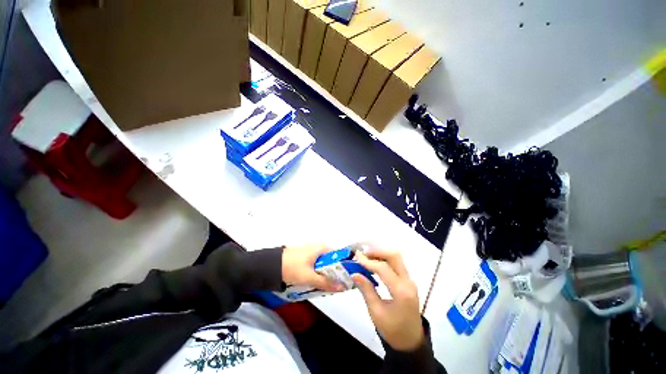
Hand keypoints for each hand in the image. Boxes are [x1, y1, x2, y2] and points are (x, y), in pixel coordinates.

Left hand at [282, 244, 342, 291]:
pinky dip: (317, 273)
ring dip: (325, 274)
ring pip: (323, 264)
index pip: (339, 256)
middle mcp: (319, 247)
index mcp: (322, 248)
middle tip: (335, 286)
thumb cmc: (293, 267)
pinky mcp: (305, 256)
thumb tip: (342, 287)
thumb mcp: (310, 277)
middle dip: (333, 273)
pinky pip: (316, 265)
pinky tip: (315, 282)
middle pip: (331, 261)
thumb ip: (326, 282)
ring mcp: (311, 251)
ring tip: (325, 286)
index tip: (345, 279)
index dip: (343, 267)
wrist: (272, 265)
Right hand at [352, 249, 423, 351]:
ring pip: (396, 258)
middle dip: (377, 251)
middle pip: (394, 256)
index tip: (356, 257)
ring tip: (366, 257)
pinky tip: (374, 263)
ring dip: (381, 254)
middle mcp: (408, 282)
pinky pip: (396, 263)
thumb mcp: (376, 312)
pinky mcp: (407, 280)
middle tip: (363, 254)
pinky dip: (384, 259)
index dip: (368, 261)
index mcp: (401, 292)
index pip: (384, 269)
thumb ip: (366, 290)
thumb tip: (354, 273)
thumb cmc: (392, 330)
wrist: (410, 341)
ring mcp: (409, 280)